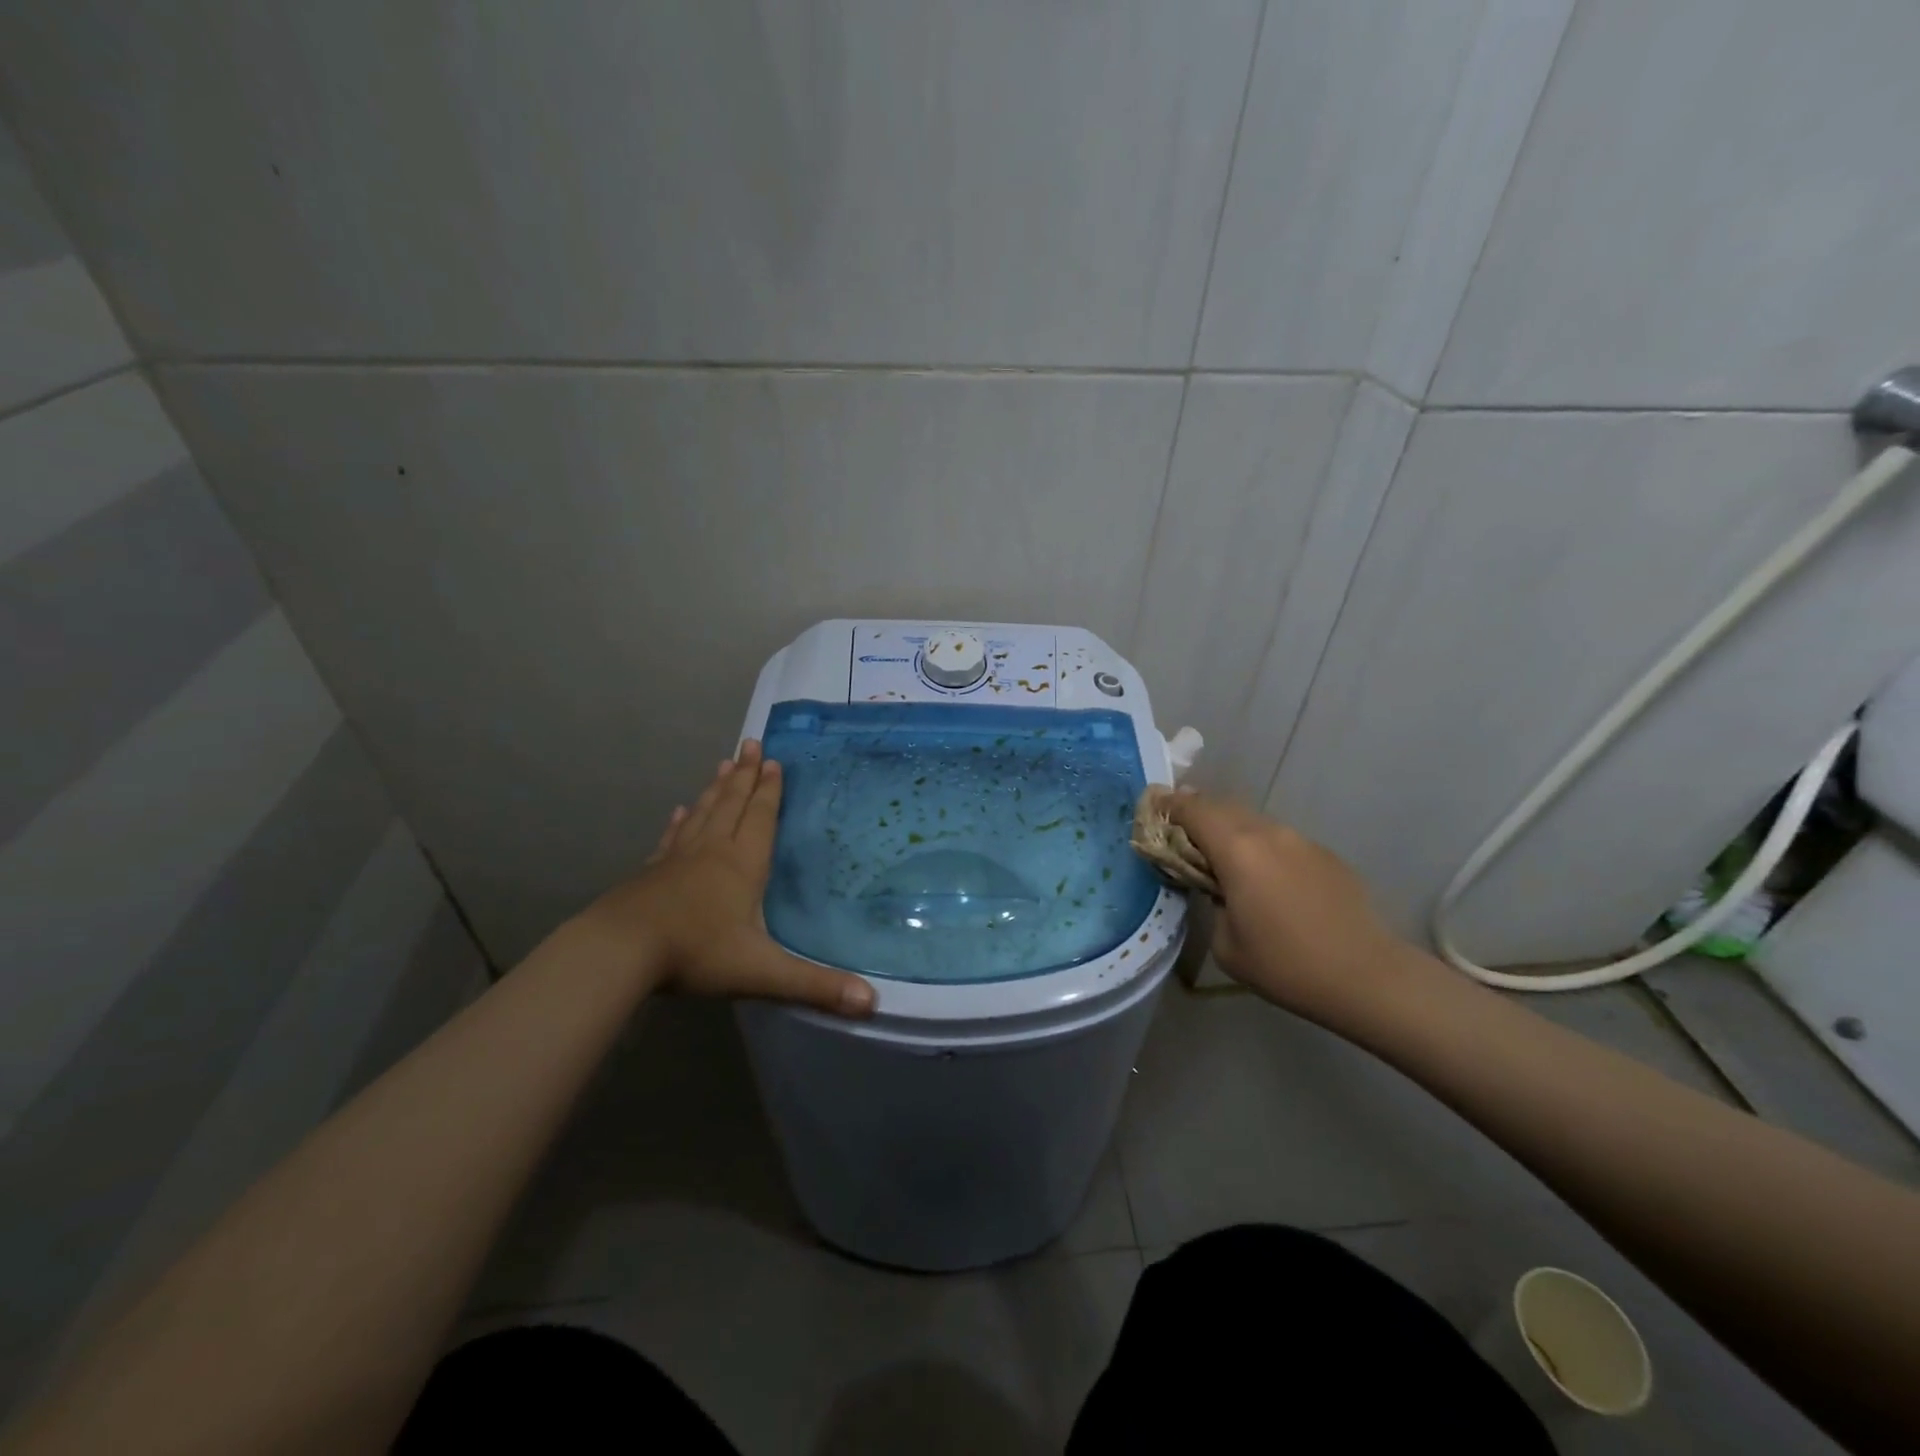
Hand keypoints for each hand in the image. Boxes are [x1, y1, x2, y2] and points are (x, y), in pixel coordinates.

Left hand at [567, 741, 874, 1017]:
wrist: (620, 951)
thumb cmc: (696, 953)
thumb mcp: (762, 972)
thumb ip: (815, 986)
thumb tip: (873, 1003)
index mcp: (742, 865)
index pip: (760, 818)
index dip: (769, 790)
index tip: (772, 760)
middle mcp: (712, 852)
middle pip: (731, 804)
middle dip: (744, 775)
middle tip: (750, 743)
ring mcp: (678, 859)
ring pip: (702, 814)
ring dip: (716, 788)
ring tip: (723, 763)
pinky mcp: (652, 873)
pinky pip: (672, 838)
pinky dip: (680, 822)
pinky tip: (680, 811)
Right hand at [1168, 788, 1410, 1020]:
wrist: (1366, 976)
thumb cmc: (1286, 965)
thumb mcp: (1226, 944)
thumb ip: (1213, 902)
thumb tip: (1221, 888)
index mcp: (1237, 850)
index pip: (1193, 810)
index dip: (1169, 805)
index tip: (1153, 806)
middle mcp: (1268, 833)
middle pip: (1222, 806)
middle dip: (1197, 813)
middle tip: (1179, 830)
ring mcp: (1300, 840)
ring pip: (1253, 820)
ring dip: (1229, 828)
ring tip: (1220, 854)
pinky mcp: (1324, 855)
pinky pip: (1279, 839)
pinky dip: (1260, 846)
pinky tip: (1264, 877)